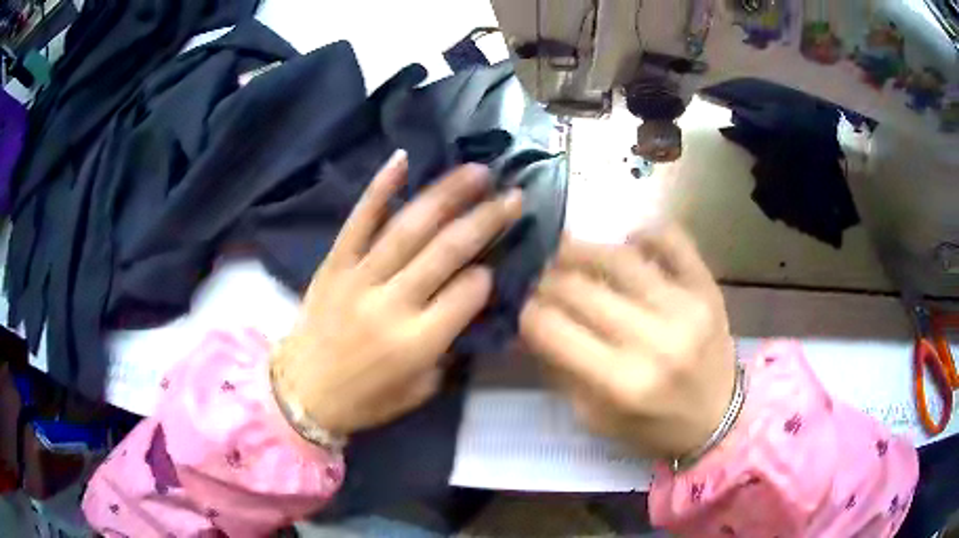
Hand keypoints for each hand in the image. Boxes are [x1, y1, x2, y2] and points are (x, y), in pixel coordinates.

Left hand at [272, 151, 521, 436]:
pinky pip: (358, 220)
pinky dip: (380, 188)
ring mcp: (359, 277)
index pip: (469, 292)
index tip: (495, 263)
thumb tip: (469, 300)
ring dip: (447, 194)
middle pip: (447, 250)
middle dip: (486, 219)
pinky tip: (403, 159)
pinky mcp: (334, 263)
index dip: (488, 274)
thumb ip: (448, 345)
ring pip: (409, 227)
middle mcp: (392, 303)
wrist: (302, 392)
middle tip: (513, 195)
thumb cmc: (366, 399)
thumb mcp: (421, 388)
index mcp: (418, 342)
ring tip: (477, 171)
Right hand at [520, 225, 735, 458]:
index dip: (525, 311)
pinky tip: (627, 243)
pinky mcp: (708, 287)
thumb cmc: (653, 428)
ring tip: (565, 251)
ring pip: (619, 258)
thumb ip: (560, 369)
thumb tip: (529, 323)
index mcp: (622, 382)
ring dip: (581, 249)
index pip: (552, 329)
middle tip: (535, 276)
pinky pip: (673, 240)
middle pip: (580, 289)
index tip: (518, 305)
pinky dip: (645, 233)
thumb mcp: (595, 418)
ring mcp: (686, 306)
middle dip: (545, 279)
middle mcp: (654, 339)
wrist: (719, 419)